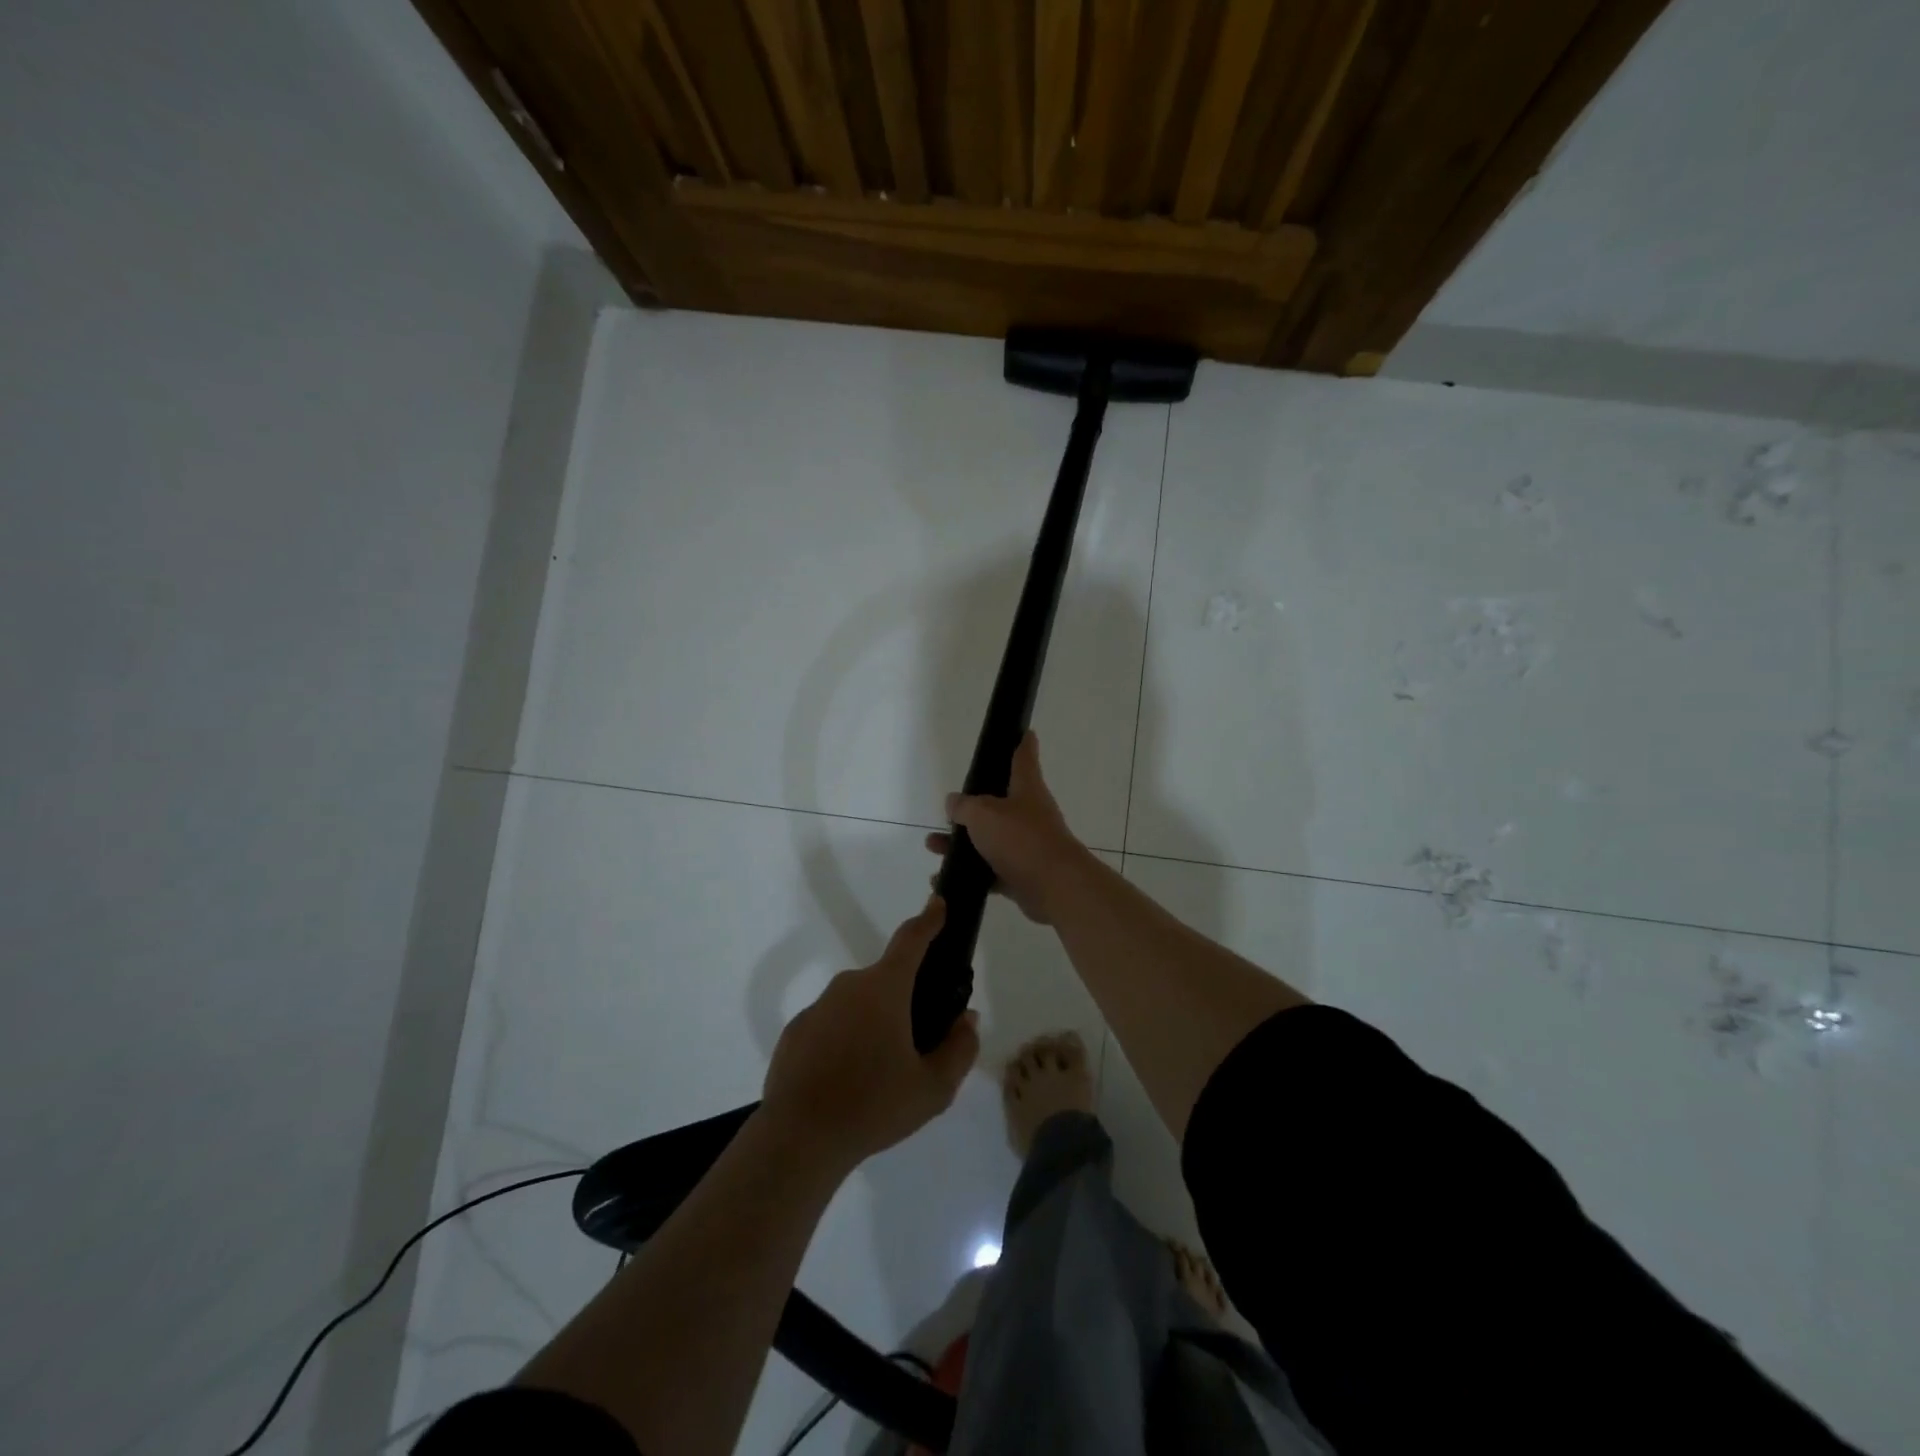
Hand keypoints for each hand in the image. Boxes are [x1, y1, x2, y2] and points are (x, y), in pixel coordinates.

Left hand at [761, 898, 979, 1174]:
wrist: (798, 1138)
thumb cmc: (873, 1106)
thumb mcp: (933, 1088)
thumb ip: (959, 1049)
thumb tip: (967, 1020)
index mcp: (884, 989)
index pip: (911, 940)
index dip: (928, 920)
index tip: (938, 903)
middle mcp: (849, 986)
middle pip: (886, 980)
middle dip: (904, 1000)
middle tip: (918, 1040)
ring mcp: (818, 1007)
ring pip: (858, 1005)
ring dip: (873, 1024)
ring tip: (880, 1072)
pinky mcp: (796, 1031)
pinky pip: (832, 1025)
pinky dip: (845, 1041)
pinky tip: (847, 1081)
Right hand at [924, 732, 1089, 924]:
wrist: (1054, 886)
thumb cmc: (1020, 838)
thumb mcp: (983, 814)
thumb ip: (964, 806)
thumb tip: (954, 802)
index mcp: (1026, 789)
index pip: (1023, 757)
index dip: (1022, 743)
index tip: (1024, 731)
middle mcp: (1028, 814)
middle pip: (998, 803)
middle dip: (972, 807)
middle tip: (950, 809)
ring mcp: (1026, 846)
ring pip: (989, 839)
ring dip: (961, 843)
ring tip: (933, 845)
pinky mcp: (1020, 874)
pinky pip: (988, 871)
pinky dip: (968, 873)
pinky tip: (943, 877)